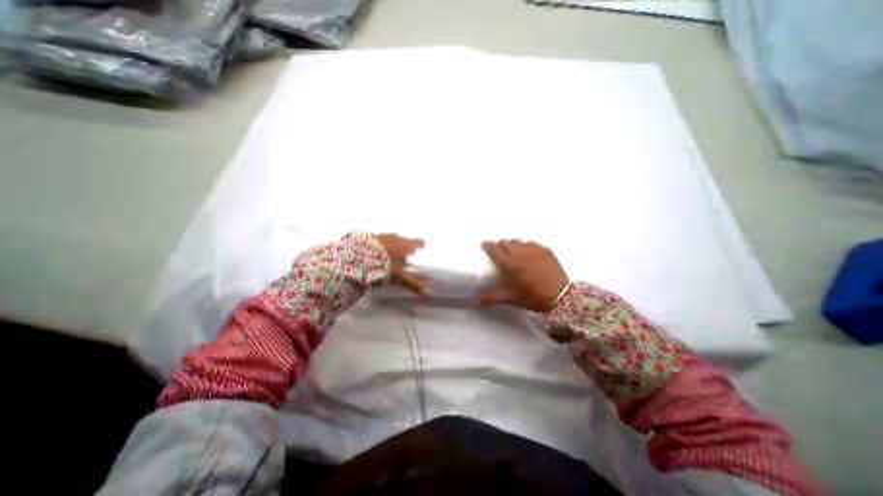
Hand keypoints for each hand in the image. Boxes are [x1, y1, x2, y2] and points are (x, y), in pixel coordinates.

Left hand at [372, 235, 427, 295]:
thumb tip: (429, 291)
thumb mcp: (400, 277)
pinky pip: (377, 241)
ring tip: (389, 255)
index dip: (420, 245)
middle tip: (406, 254)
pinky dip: (379, 247)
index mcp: (405, 246)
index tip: (421, 248)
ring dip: (392, 246)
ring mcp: (381, 236)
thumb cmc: (383, 266)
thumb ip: (414, 284)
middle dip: (406, 247)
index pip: (418, 242)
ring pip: (391, 240)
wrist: (355, 256)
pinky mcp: (367, 237)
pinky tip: (374, 254)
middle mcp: (395, 238)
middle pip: (404, 241)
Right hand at [480, 239, 568, 311]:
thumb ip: (493, 297)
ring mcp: (533, 249)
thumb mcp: (512, 298)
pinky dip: (525, 247)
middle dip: (499, 245)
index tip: (484, 246)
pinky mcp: (545, 249)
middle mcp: (520, 252)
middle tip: (498, 252)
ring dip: (512, 245)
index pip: (494, 248)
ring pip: (517, 241)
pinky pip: (530, 243)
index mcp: (509, 263)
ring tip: (513, 253)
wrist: (561, 296)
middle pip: (505, 242)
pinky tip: (528, 254)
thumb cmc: (533, 297)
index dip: (487, 245)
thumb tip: (477, 301)